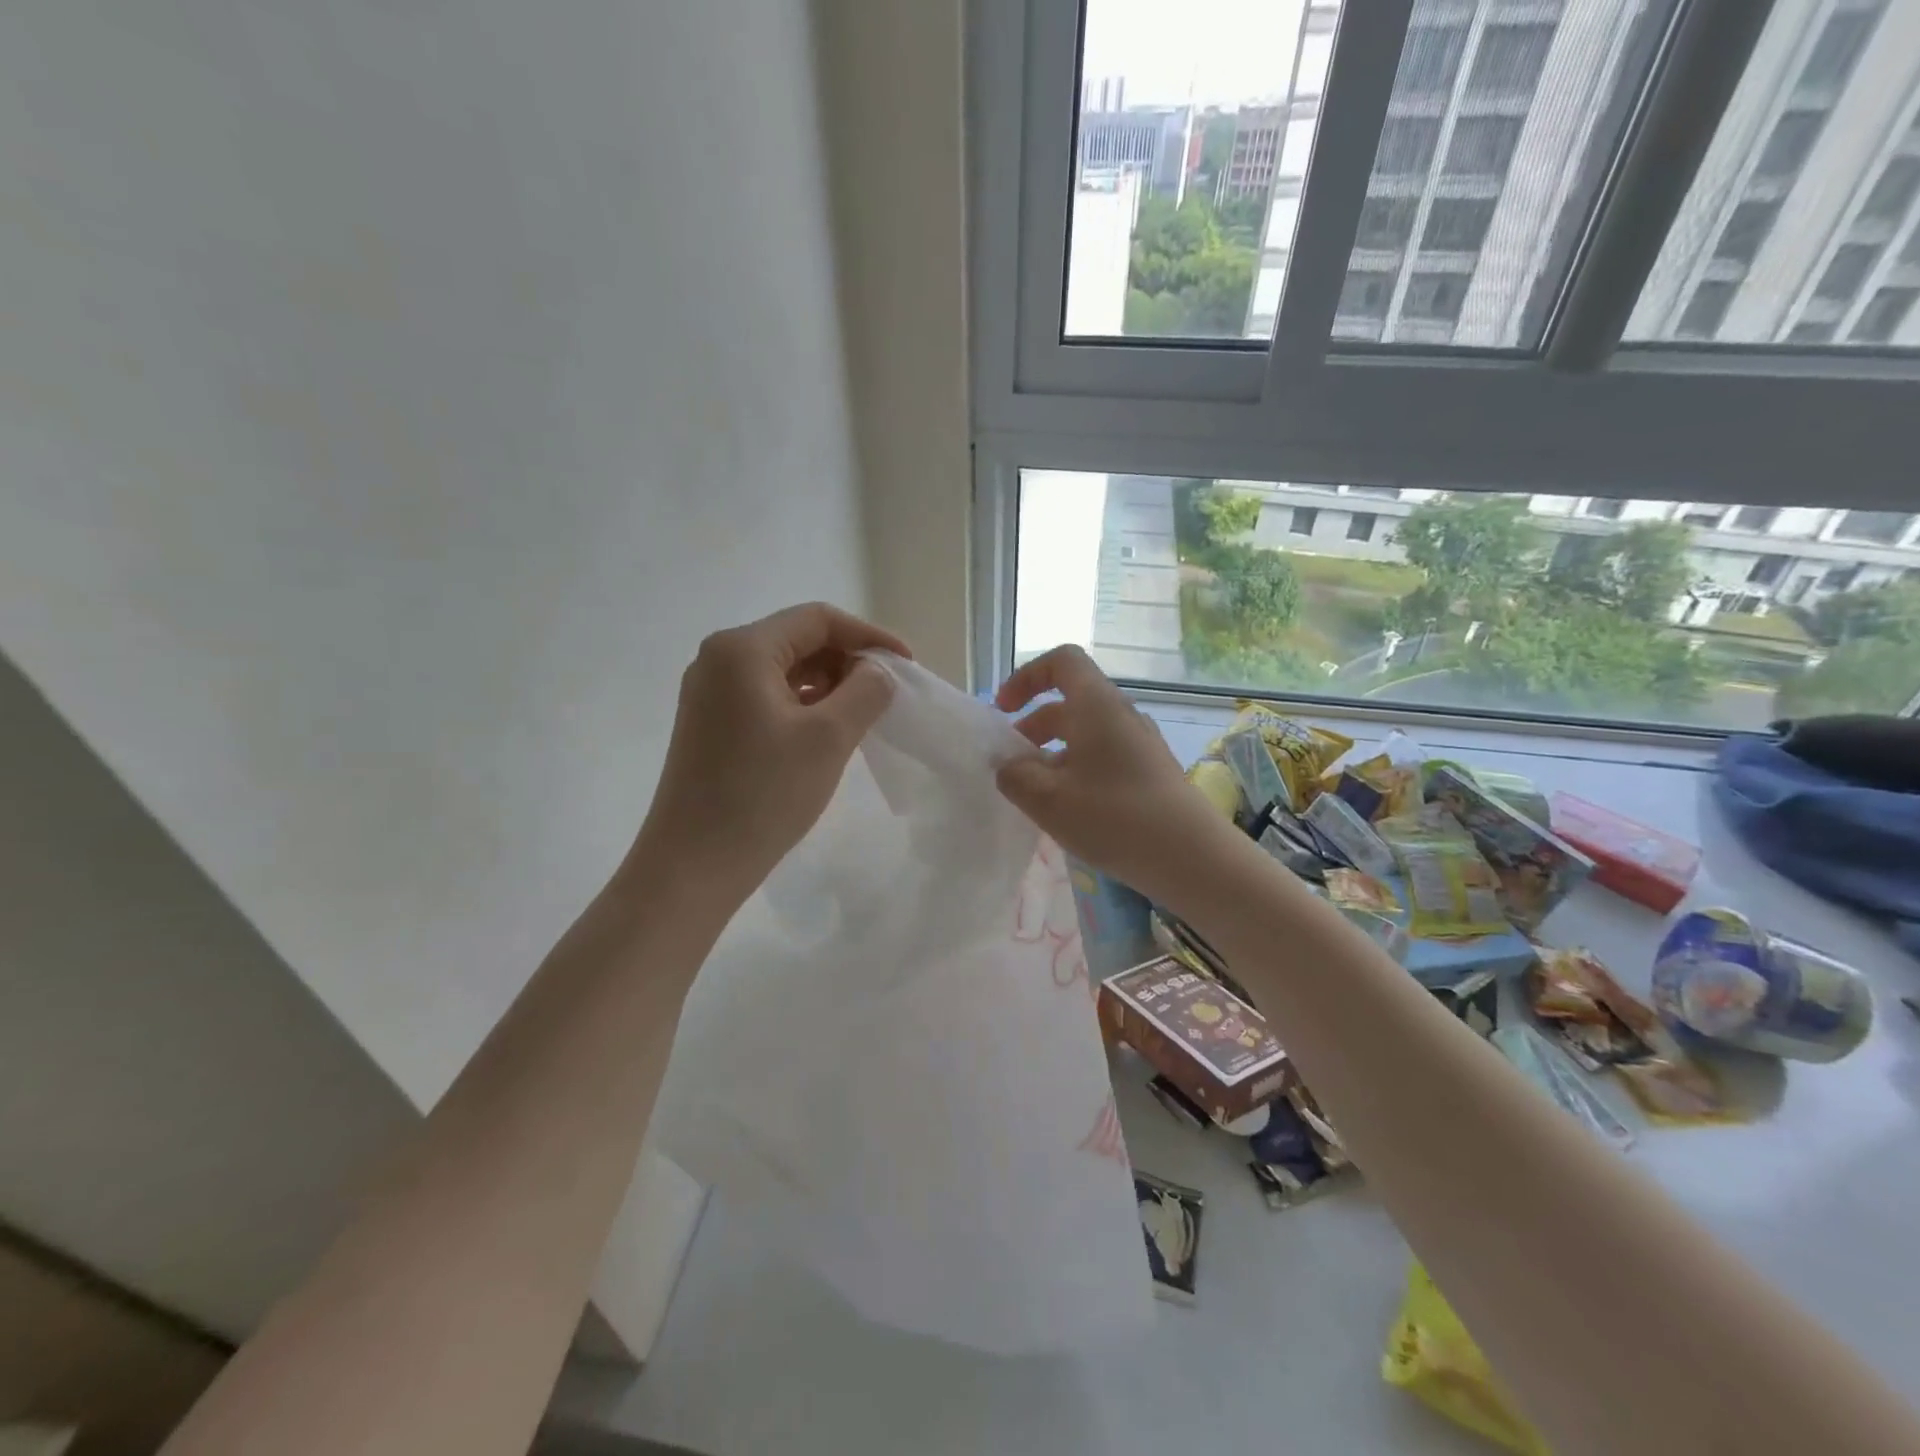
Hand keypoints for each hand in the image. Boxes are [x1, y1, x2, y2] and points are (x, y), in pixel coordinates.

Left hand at [631, 603, 908, 906]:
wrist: (693, 865)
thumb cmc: (763, 795)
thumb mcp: (829, 738)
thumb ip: (866, 691)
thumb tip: (878, 672)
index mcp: (743, 649)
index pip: (818, 619)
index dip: (869, 636)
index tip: (907, 666)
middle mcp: (719, 659)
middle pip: (797, 640)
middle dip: (847, 661)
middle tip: (886, 695)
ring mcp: (709, 694)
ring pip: (783, 671)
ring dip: (827, 685)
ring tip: (862, 716)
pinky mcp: (709, 725)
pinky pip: (766, 697)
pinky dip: (802, 706)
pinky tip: (826, 733)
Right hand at [994, 645, 1230, 903]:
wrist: (1193, 858)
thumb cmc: (1114, 818)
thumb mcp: (1048, 800)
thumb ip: (1015, 776)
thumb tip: (1008, 766)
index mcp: (1097, 705)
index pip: (1062, 662)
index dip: (1027, 677)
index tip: (1004, 711)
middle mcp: (1121, 715)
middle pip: (1070, 702)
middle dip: (1033, 726)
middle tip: (1010, 763)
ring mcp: (1140, 745)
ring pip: (1086, 734)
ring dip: (1053, 754)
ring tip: (1034, 793)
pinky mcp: (1150, 773)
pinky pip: (1103, 758)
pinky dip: (1076, 771)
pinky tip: (1068, 810)